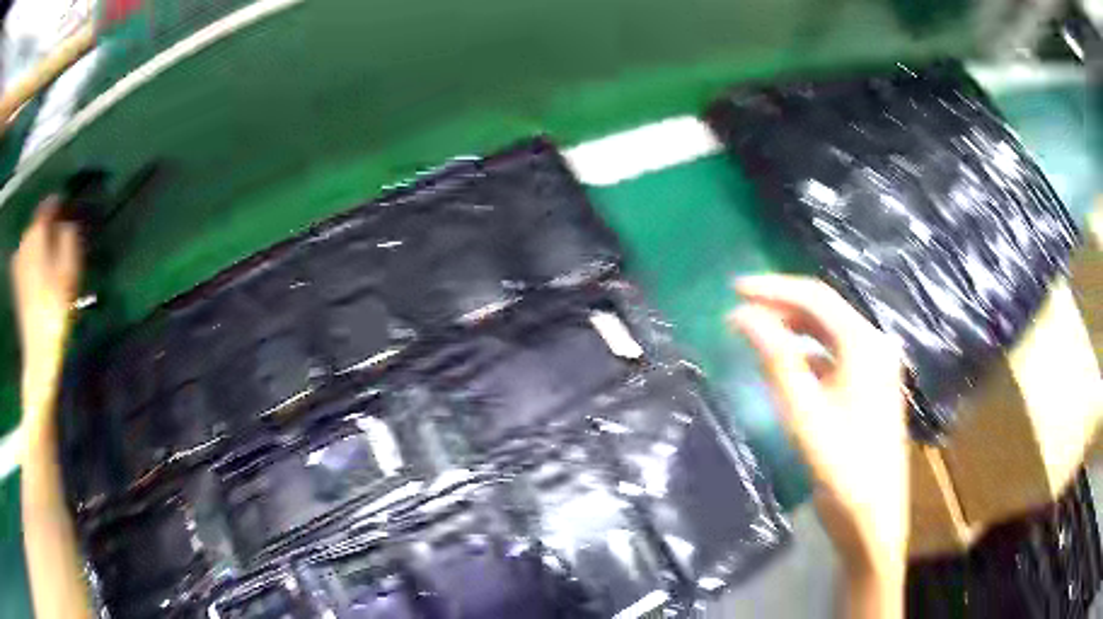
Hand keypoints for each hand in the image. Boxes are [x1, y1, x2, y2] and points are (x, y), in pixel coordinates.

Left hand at [11, 197, 82, 377]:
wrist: (38, 352)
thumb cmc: (55, 308)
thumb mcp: (69, 268)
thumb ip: (68, 236)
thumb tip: (66, 222)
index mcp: (37, 232)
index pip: (49, 205)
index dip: (60, 207)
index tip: (70, 213)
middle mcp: (24, 240)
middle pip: (38, 223)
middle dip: (48, 228)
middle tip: (61, 241)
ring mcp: (17, 262)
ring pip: (31, 242)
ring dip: (40, 245)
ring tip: (50, 260)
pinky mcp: (15, 282)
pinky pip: (25, 258)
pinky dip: (32, 259)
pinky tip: (38, 274)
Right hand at [730, 275, 907, 580]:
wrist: (873, 516)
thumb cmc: (841, 465)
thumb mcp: (804, 412)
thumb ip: (776, 359)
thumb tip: (743, 315)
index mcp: (865, 344)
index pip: (815, 298)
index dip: (773, 289)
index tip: (734, 289)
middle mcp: (875, 344)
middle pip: (825, 311)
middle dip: (782, 306)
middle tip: (740, 312)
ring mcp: (876, 365)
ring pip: (830, 332)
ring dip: (794, 327)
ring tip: (756, 331)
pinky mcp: (871, 385)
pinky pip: (836, 354)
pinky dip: (808, 351)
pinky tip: (786, 362)